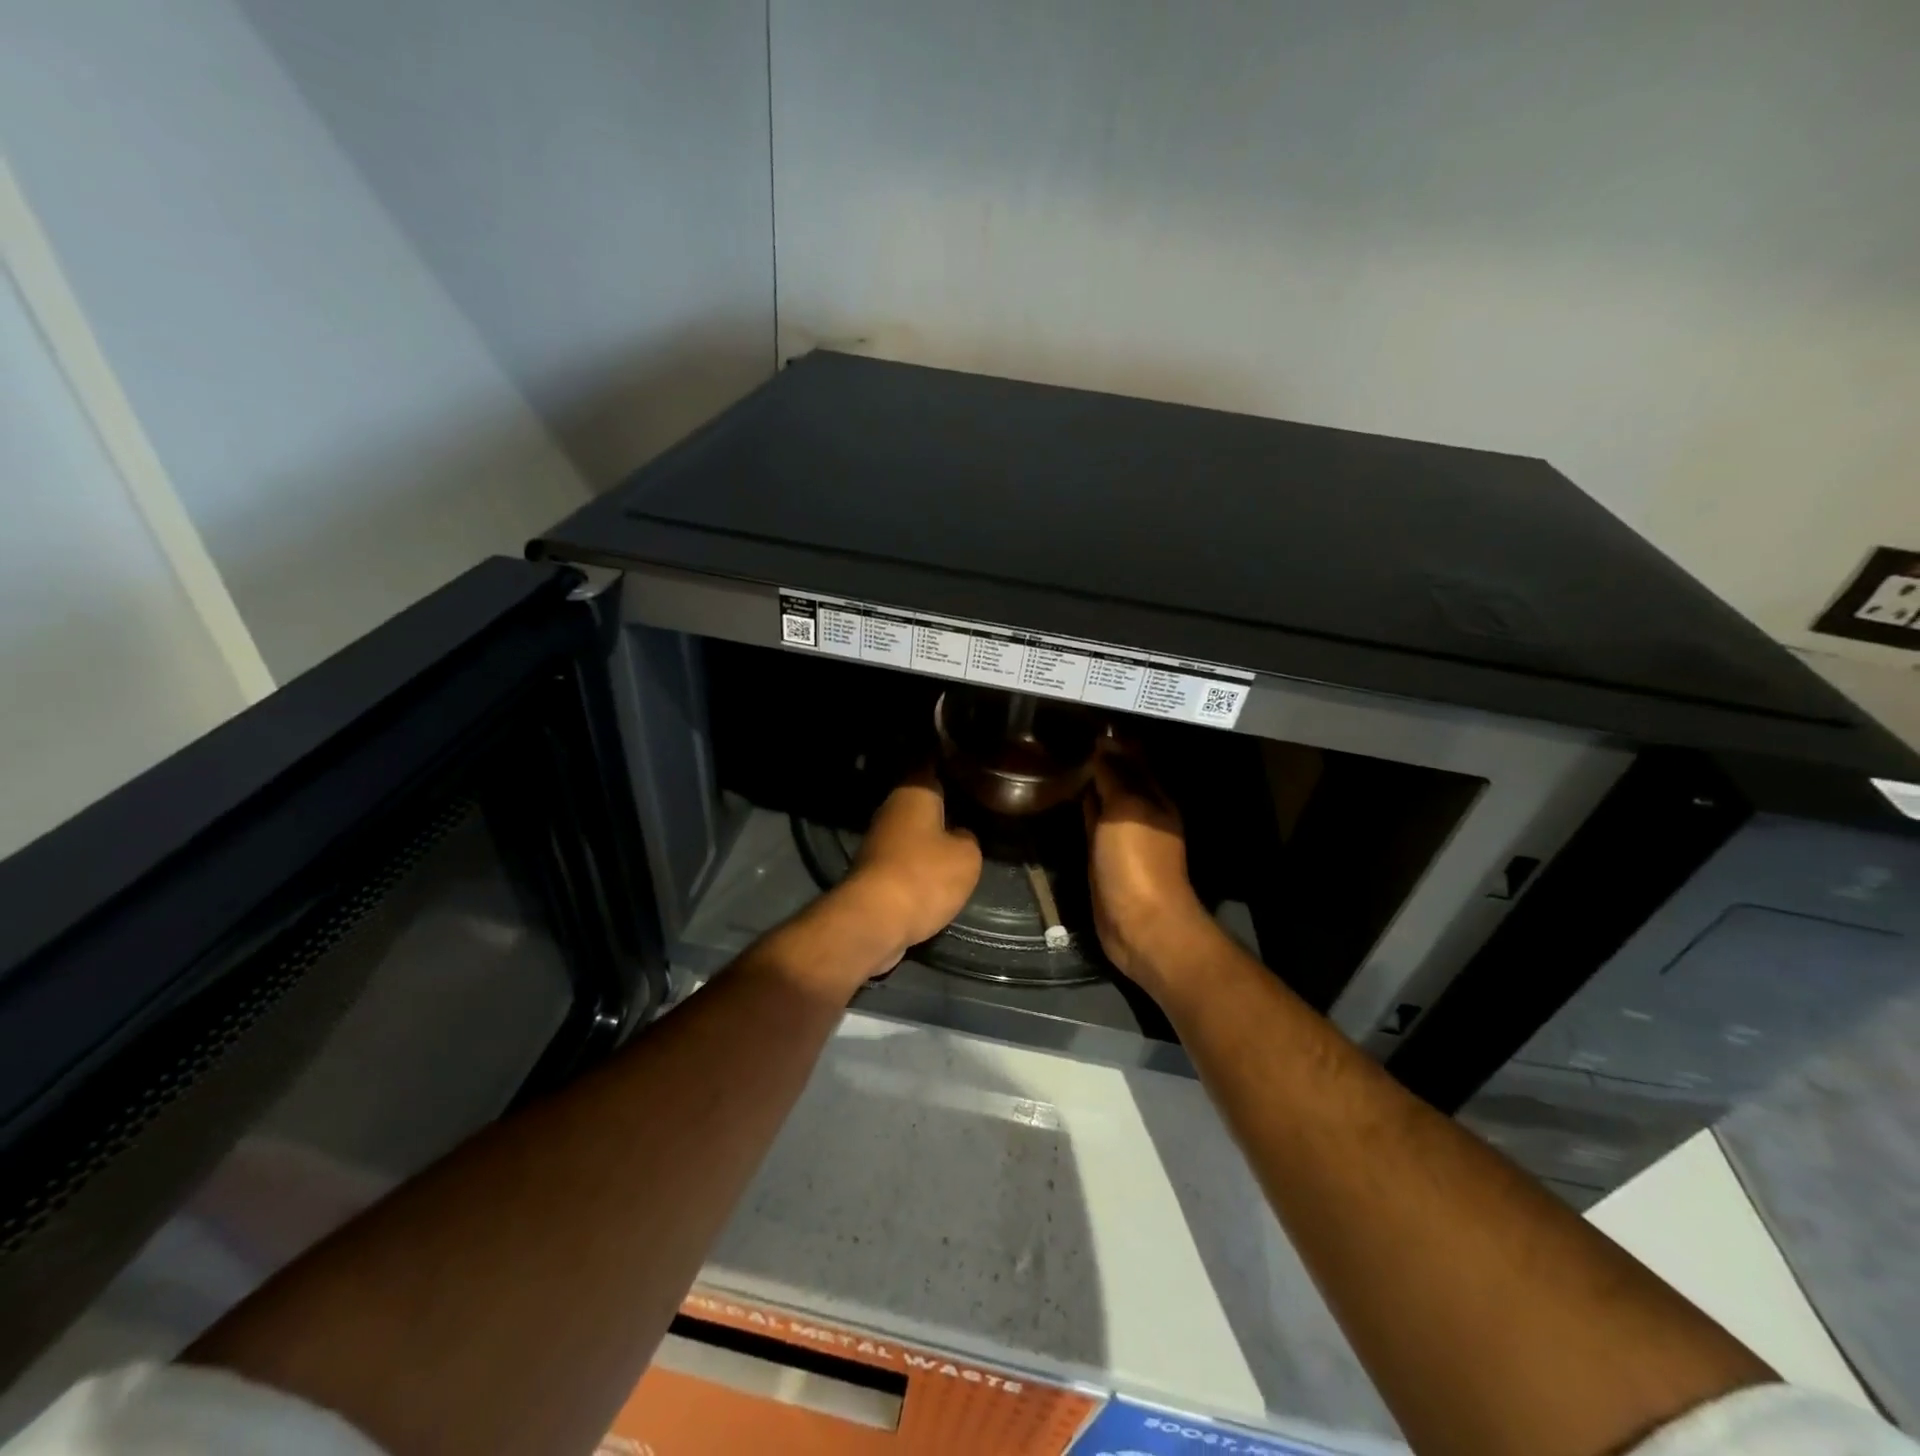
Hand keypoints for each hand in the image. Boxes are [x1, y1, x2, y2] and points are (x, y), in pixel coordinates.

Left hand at [833, 767, 982, 968]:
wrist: (874, 920)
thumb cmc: (925, 876)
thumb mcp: (967, 856)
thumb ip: (968, 838)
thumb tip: (959, 835)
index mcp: (914, 793)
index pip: (932, 766)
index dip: (949, 764)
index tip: (967, 766)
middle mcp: (891, 810)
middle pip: (921, 802)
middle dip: (942, 805)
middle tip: (973, 807)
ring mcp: (878, 841)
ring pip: (912, 831)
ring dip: (931, 838)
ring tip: (961, 840)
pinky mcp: (873, 871)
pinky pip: (904, 858)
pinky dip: (919, 863)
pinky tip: (938, 871)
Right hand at [1083, 740, 1219, 996]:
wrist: (1140, 924)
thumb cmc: (1137, 863)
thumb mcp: (1126, 810)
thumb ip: (1114, 776)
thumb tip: (1102, 744)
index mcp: (1154, 797)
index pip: (1132, 757)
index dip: (1112, 740)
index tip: (1082, 720)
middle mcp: (1140, 811)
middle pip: (1119, 776)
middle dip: (1099, 757)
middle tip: (1064, 733)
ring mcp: (1121, 834)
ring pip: (1103, 798)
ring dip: (1088, 781)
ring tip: (1059, 755)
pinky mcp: (1102, 855)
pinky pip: (1090, 821)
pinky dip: (1080, 806)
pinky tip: (1063, 794)